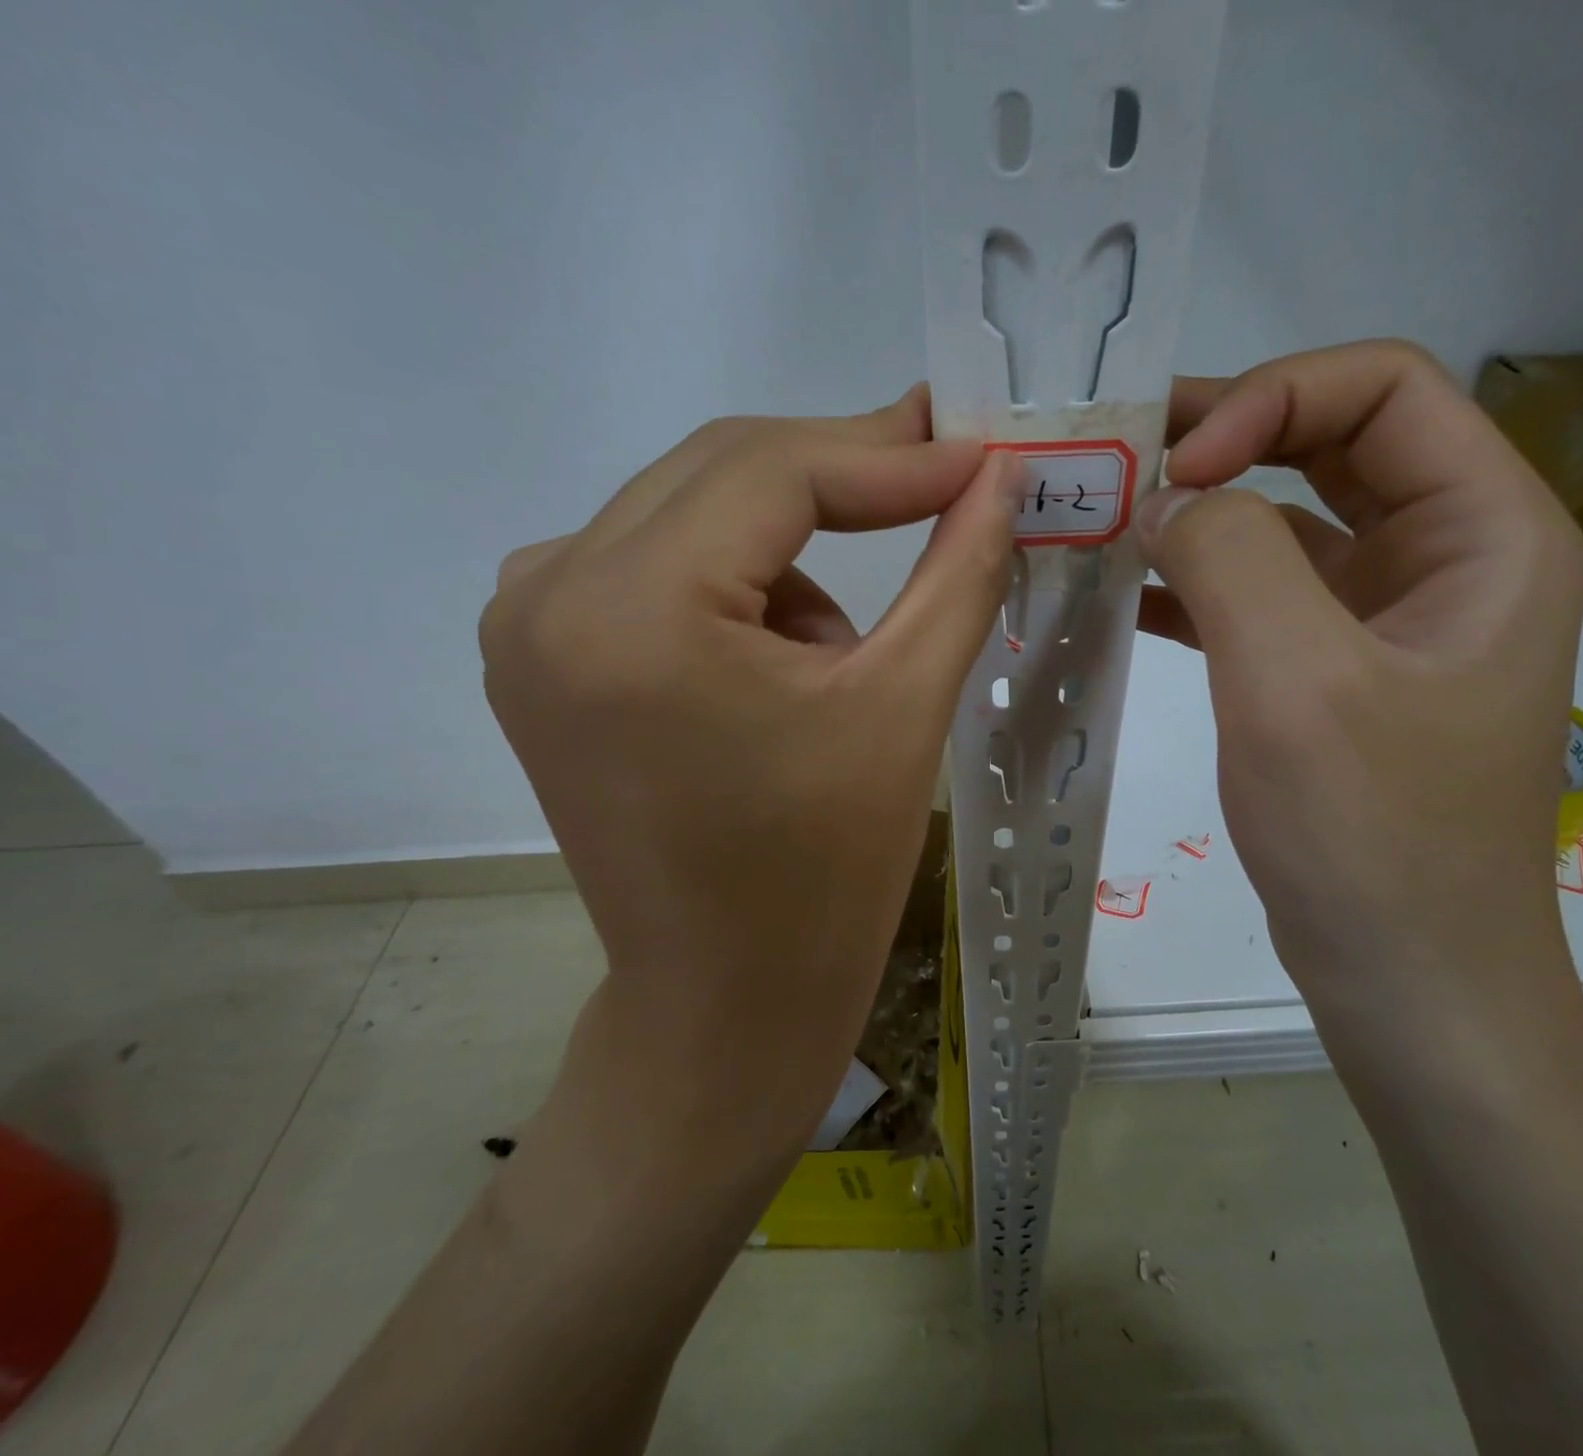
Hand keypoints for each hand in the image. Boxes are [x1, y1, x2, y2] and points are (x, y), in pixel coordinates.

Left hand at [478, 388, 1021, 1210]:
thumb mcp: (903, 706)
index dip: (889, 454)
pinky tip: (775, 670)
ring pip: (693, 516)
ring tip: (842, 655)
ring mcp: (528, 624)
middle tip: (947, 476)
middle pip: (722, 474)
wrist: (727, 997)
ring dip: (791, 551)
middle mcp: (549, 593)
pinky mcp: (541, 657)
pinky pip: (657, 566)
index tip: (978, 453)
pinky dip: (736, 587)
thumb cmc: (824, 873)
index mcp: (632, 609)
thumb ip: (958, 570)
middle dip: (846, 475)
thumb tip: (999, 477)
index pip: (772, 470)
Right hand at [1135, 343, 1582, 1090]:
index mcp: (1484, 531)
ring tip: (1104, 520)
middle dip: (1222, 440)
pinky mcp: (1330, 672)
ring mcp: (1384, 618)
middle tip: (1116, 464)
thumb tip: (1162, 498)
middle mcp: (1444, 556)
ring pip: (1285, 521)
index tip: (1175, 469)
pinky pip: (1258, 596)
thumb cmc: (1373, 838)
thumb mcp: (1298, 683)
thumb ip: (1230, 557)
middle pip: (1330, 442)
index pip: (1381, 388)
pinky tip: (1125, 594)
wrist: (1407, 982)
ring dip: (1197, 513)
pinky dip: (1193, 584)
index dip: (1269, 399)